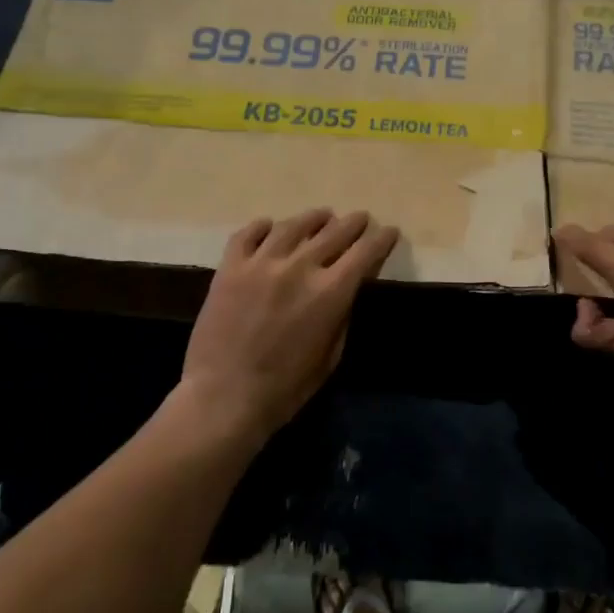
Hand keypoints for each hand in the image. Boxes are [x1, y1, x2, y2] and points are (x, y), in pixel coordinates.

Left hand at [179, 209, 399, 443]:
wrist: (223, 397)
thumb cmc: (285, 387)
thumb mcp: (330, 356)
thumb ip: (342, 315)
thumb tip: (346, 289)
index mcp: (330, 292)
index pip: (365, 252)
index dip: (381, 239)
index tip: (390, 232)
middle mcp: (299, 267)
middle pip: (334, 232)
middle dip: (354, 224)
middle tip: (361, 219)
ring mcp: (261, 262)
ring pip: (294, 226)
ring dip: (314, 218)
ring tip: (322, 216)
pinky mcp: (230, 267)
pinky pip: (249, 234)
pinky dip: (263, 226)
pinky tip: (270, 226)